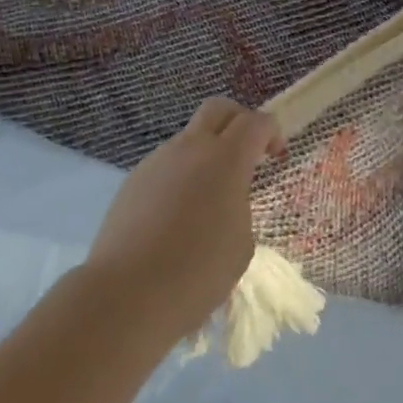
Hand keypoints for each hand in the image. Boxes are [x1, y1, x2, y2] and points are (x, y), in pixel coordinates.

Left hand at [83, 98, 281, 345]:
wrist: (127, 293)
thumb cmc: (197, 273)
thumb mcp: (241, 245)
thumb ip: (239, 208)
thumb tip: (224, 200)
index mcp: (225, 160)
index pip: (255, 122)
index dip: (271, 131)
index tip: (276, 155)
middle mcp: (190, 148)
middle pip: (217, 109)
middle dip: (238, 121)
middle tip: (247, 152)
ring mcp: (157, 160)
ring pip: (188, 139)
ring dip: (206, 154)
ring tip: (208, 201)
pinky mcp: (133, 180)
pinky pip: (166, 166)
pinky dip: (180, 177)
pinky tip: (177, 218)